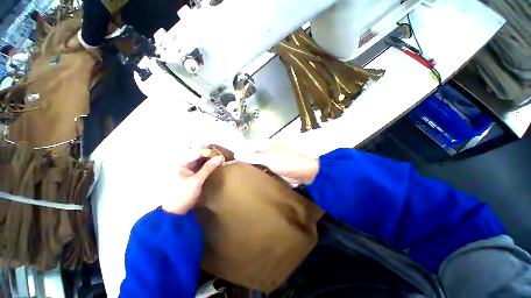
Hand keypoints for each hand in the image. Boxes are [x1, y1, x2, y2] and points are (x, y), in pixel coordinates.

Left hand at [162, 148, 222, 214]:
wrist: (176, 210)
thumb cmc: (183, 195)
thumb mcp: (197, 181)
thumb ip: (208, 168)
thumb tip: (219, 157)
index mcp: (180, 163)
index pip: (195, 153)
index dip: (208, 151)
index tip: (219, 154)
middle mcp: (182, 163)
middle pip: (196, 153)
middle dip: (208, 152)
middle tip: (219, 151)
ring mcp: (186, 168)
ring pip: (198, 158)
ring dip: (208, 157)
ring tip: (218, 155)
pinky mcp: (190, 173)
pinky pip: (199, 164)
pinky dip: (207, 163)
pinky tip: (214, 162)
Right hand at [236, 141, 318, 183]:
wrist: (305, 170)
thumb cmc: (286, 161)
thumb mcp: (268, 158)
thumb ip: (253, 157)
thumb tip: (236, 155)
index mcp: (263, 144)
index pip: (245, 146)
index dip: (236, 152)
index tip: (226, 162)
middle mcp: (263, 150)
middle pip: (248, 154)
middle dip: (240, 162)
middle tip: (229, 171)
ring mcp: (268, 160)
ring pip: (254, 162)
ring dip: (247, 168)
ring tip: (235, 177)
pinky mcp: (271, 168)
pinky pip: (260, 170)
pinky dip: (255, 173)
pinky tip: (248, 180)